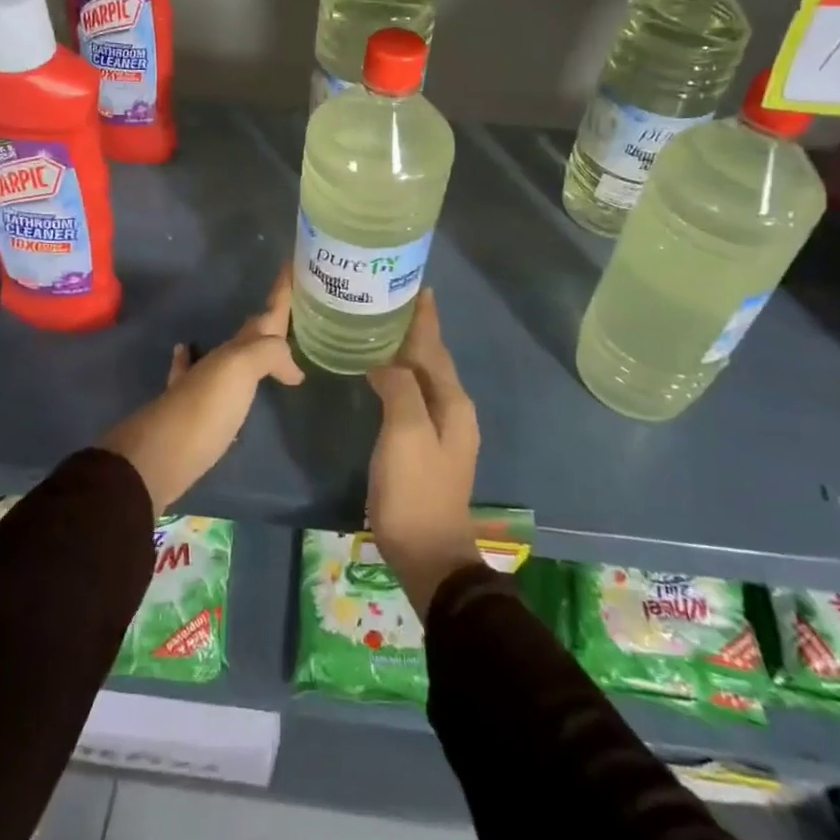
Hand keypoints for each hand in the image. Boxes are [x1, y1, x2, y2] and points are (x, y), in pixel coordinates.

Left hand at [97, 267, 302, 514]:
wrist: (154, 459)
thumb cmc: (202, 411)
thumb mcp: (238, 371)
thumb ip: (267, 355)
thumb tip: (292, 368)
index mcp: (234, 351)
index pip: (265, 315)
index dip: (280, 292)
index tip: (292, 265)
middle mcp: (218, 362)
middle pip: (251, 333)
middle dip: (271, 318)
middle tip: (293, 305)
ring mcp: (202, 386)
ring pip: (232, 356)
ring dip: (251, 345)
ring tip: (268, 339)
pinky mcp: (193, 413)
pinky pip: (198, 377)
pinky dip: (199, 362)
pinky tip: (190, 354)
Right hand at [366, 291, 482, 616]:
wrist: (428, 552)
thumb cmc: (415, 489)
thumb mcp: (405, 433)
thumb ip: (399, 388)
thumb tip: (385, 363)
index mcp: (453, 402)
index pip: (435, 347)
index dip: (426, 318)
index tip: (418, 287)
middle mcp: (454, 409)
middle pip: (433, 359)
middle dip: (418, 330)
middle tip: (393, 302)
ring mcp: (443, 429)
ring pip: (425, 377)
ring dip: (409, 352)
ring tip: (386, 330)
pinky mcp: (427, 445)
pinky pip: (415, 396)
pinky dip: (402, 377)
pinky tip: (385, 377)